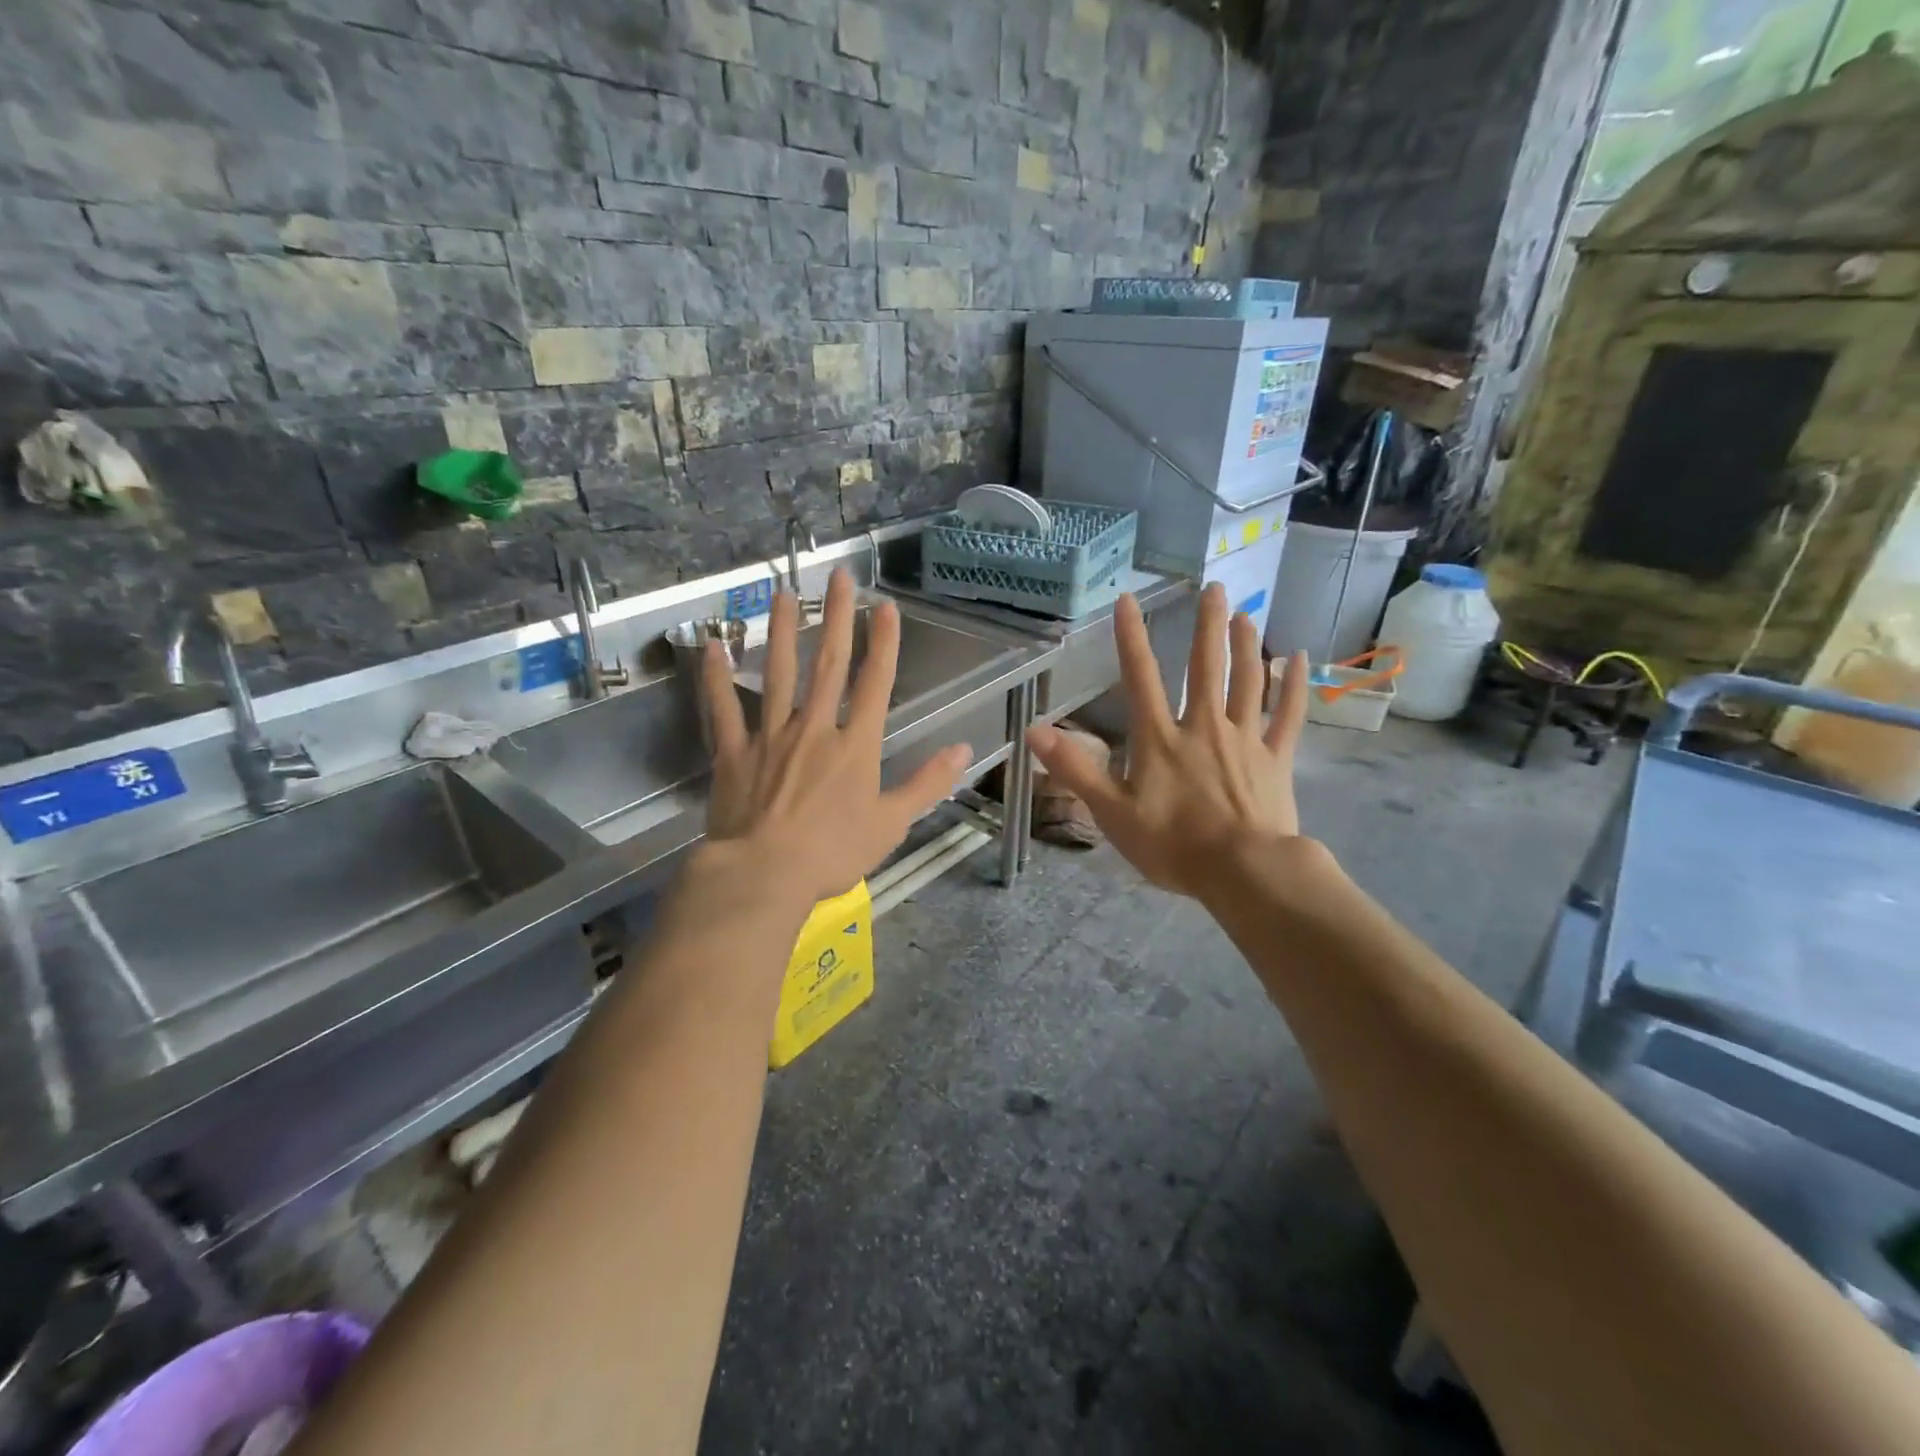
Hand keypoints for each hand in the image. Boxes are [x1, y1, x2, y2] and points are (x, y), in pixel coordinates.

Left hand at [699, 569, 971, 906]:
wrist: (765, 875)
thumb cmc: (834, 852)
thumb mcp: (892, 823)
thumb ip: (928, 783)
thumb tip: (964, 749)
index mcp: (855, 745)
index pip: (874, 683)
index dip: (883, 643)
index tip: (886, 606)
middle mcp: (815, 728)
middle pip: (828, 665)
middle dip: (837, 618)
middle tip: (840, 577)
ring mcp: (771, 736)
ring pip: (778, 674)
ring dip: (782, 632)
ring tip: (784, 593)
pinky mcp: (734, 752)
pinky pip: (724, 709)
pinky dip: (716, 678)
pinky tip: (714, 647)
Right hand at [1025, 584, 1310, 900]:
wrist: (1242, 871)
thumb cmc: (1171, 843)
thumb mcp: (1111, 811)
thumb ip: (1075, 768)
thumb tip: (1036, 730)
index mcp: (1160, 737)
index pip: (1140, 678)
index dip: (1131, 638)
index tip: (1128, 599)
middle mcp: (1203, 725)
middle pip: (1205, 667)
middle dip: (1207, 626)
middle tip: (1214, 588)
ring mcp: (1243, 739)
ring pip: (1247, 681)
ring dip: (1246, 645)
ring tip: (1246, 615)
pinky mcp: (1275, 758)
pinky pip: (1287, 715)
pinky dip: (1293, 686)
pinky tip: (1299, 659)